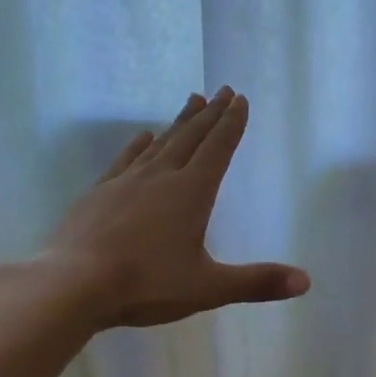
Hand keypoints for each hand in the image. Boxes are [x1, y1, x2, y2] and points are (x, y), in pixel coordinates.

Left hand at [38, 88, 309, 329]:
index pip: (218, 148)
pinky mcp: (99, 193)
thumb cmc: (145, 284)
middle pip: (192, 137)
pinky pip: (126, 160)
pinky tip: (143, 136)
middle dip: (211, 113)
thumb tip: (305, 282)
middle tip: (223, 89)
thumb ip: (256, 282)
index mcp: (192, 193)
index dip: (232, 124)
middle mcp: (162, 177)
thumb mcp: (208, 287)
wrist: (70, 286)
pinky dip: (139, 145)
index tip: (240, 99)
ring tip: (192, 100)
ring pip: (161, 143)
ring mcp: (127, 182)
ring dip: (180, 121)